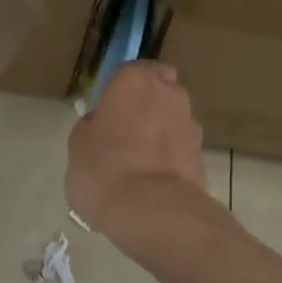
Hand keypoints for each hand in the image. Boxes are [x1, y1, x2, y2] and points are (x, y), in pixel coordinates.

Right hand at [67, 62, 205, 238]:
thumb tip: (101, 125)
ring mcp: (191, 123)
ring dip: (161, 132)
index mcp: (134, 80)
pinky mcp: (203, 155)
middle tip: (127, 132)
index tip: (109, 110)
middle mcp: (169, 92)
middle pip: (160, 89)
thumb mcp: (78, 145)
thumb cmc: (104, 168)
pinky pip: (181, 148)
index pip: (130, 71)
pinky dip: (170, 158)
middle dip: (148, 104)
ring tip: (140, 163)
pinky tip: (153, 181)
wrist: (154, 211)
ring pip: (173, 119)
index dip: (121, 89)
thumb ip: (91, 126)